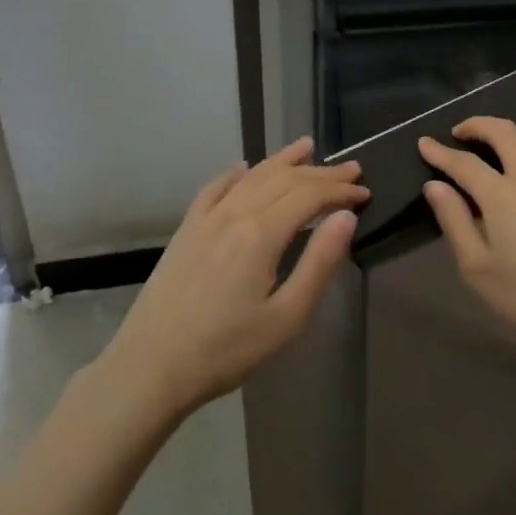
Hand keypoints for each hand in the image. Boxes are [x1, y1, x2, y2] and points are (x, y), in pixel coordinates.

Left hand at [103, 136, 367, 415]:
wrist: (151, 367)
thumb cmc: (226, 350)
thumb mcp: (286, 317)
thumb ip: (319, 263)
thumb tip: (345, 216)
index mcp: (262, 233)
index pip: (309, 195)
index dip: (339, 190)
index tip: (364, 192)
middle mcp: (235, 213)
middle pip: (284, 180)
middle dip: (320, 172)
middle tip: (350, 169)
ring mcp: (206, 219)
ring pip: (251, 177)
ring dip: (282, 161)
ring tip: (306, 147)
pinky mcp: (186, 231)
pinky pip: (214, 189)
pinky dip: (235, 174)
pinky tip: (242, 168)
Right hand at [420, 117, 515, 376]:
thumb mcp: (477, 268)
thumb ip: (454, 221)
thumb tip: (435, 186)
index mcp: (501, 194)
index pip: (463, 162)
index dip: (440, 152)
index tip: (424, 143)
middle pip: (502, 133)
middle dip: (476, 125)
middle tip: (458, 133)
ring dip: (505, 134)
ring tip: (490, 142)